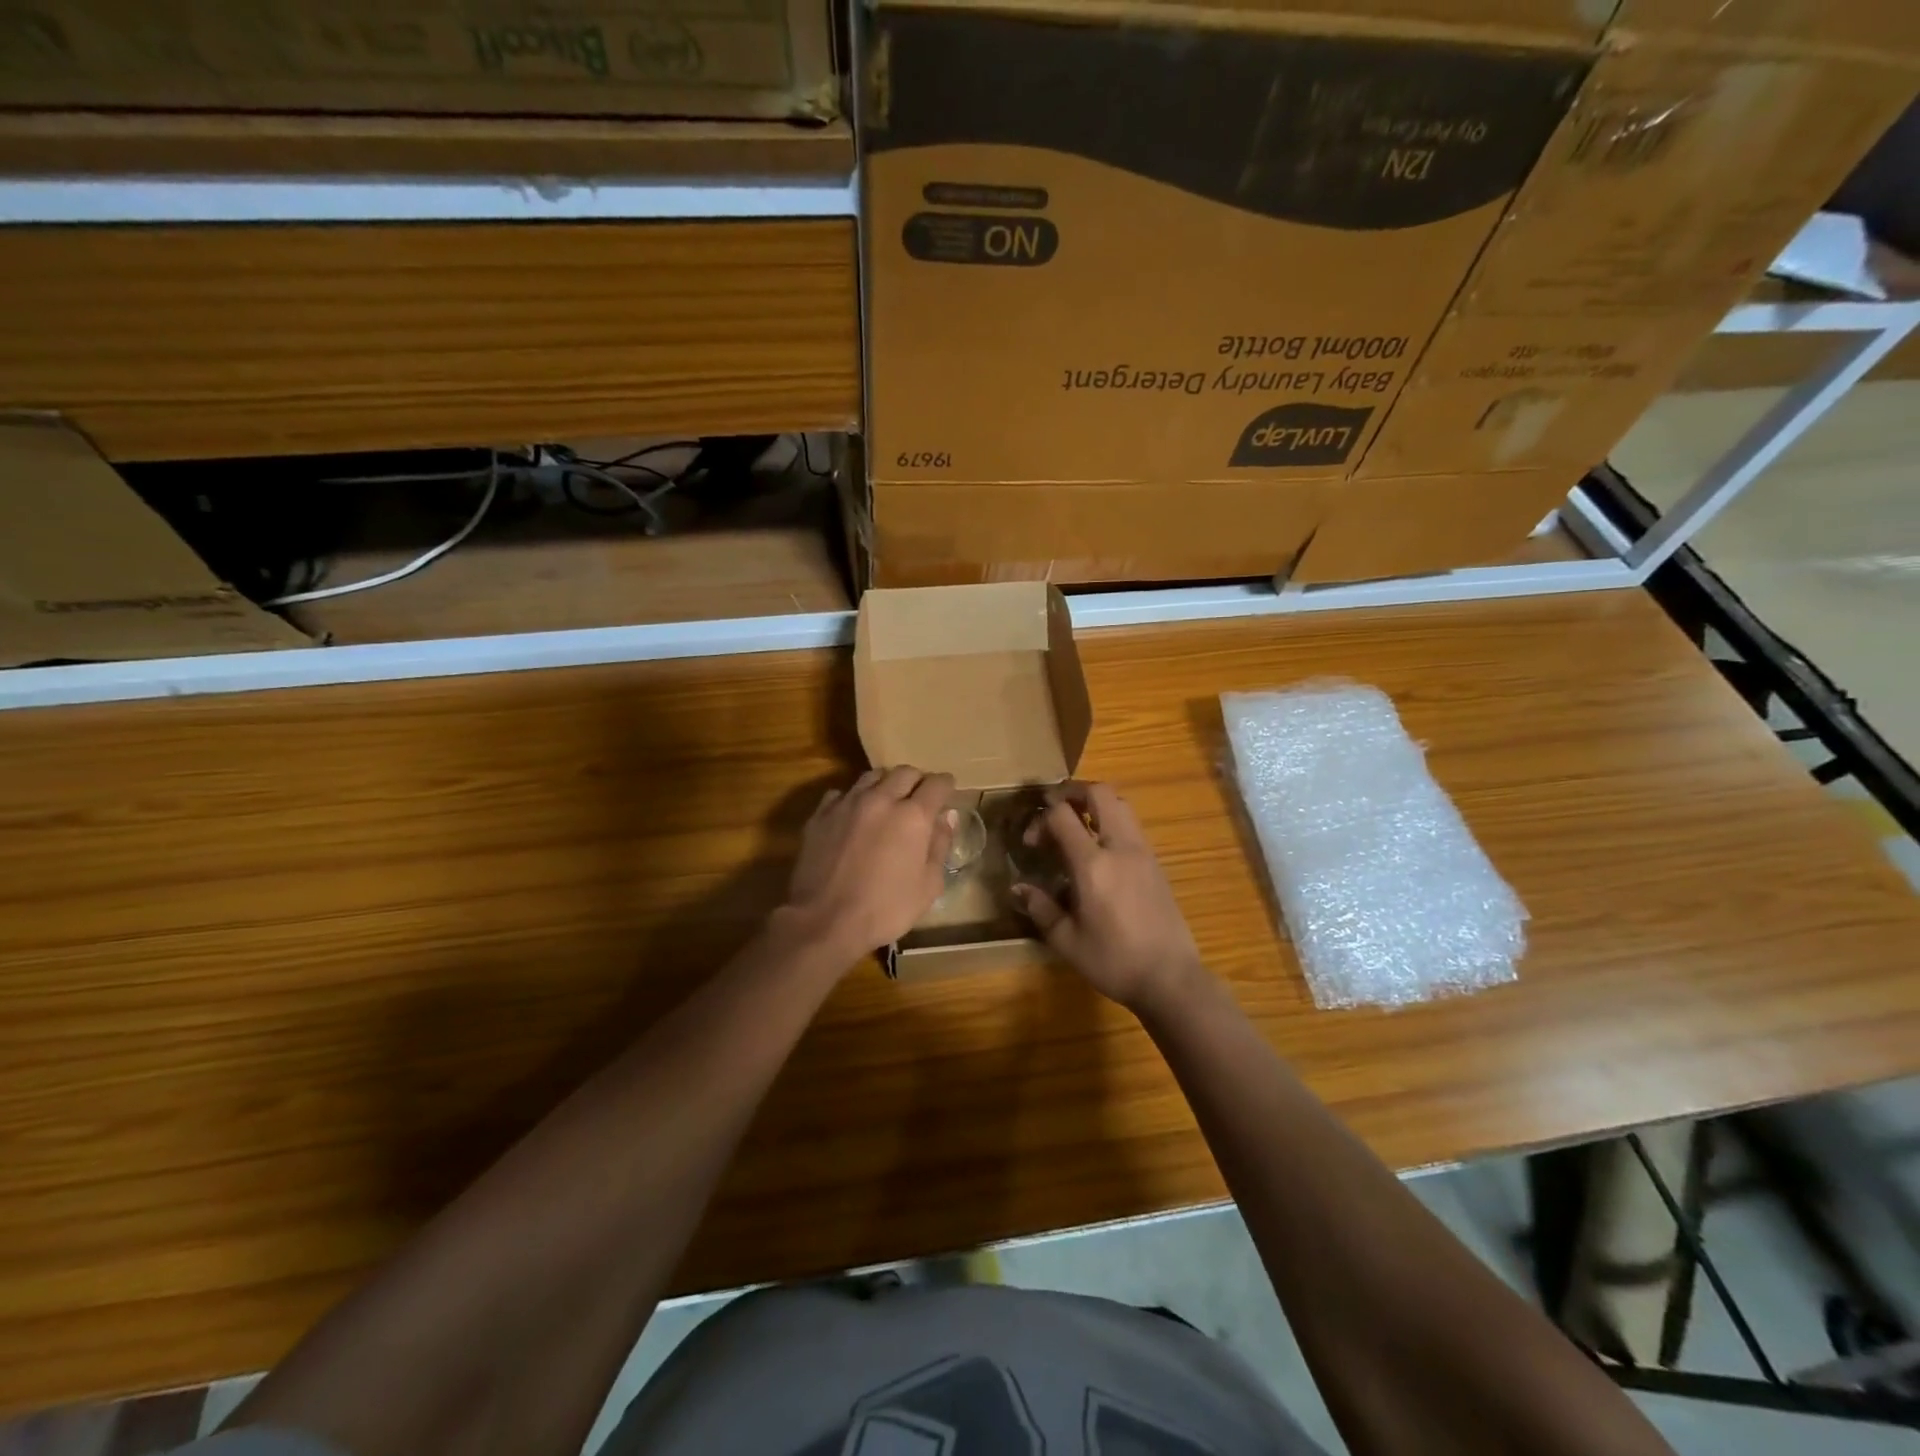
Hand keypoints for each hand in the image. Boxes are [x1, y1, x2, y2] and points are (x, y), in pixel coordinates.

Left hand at [785, 766, 955, 960]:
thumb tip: (947, 817)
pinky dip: (854, 798)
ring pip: (872, 776)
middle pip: (905, 772)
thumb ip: (940, 846)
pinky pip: (842, 793)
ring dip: (885, 784)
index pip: (936, 784)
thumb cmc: (885, 909)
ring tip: (887, 800)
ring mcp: (848, 803)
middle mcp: (881, 799)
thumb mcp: (928, 886)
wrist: (824, 921)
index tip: (948, 791)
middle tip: (919, 797)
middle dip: (917, 780)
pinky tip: (854, 815)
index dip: (946, 785)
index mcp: (913, 816)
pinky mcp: (821, 814)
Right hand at [1011, 782, 1205, 1014]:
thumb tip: (1018, 887)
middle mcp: (1120, 847)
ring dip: (1094, 802)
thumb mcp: (1067, 940)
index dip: (1041, 819)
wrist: (1170, 978)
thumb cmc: (1114, 961)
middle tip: (1052, 806)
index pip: (1063, 815)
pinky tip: (1098, 846)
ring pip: (1120, 803)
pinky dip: (1111, 819)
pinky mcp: (1156, 862)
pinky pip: (1131, 824)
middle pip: (1099, 793)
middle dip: (1071, 791)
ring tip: (1075, 822)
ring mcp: (1143, 852)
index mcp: (1094, 865)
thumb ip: (1041, 908)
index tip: (1031, 843)